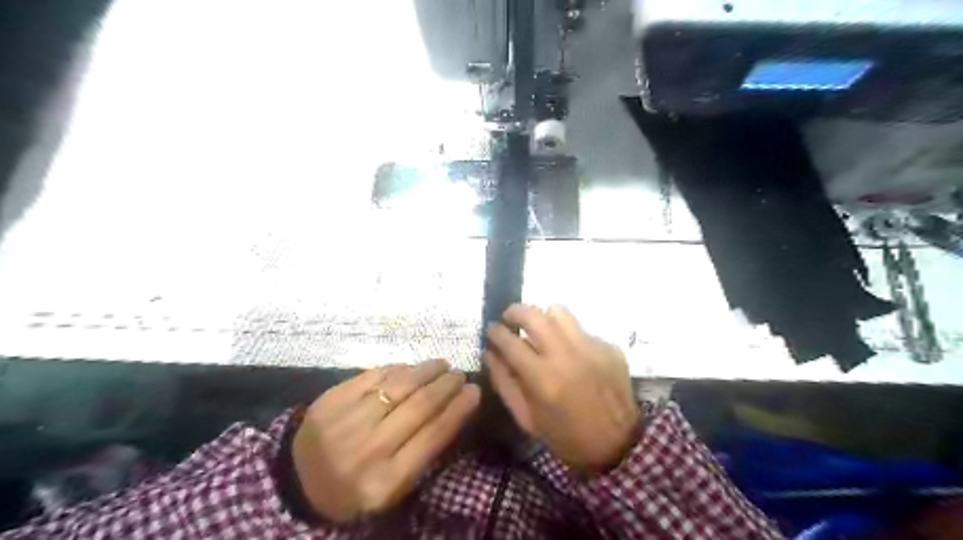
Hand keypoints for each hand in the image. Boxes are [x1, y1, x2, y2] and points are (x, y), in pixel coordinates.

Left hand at [288, 359, 477, 522]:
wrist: (298, 482)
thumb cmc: (356, 487)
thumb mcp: (394, 487)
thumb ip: (423, 451)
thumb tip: (454, 407)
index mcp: (386, 480)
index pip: (433, 435)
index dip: (459, 409)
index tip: (475, 391)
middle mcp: (367, 449)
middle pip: (419, 406)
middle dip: (446, 385)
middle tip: (460, 374)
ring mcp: (346, 422)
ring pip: (398, 385)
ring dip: (426, 371)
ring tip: (441, 364)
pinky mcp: (330, 401)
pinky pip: (373, 376)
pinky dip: (397, 369)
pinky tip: (410, 368)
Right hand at [491, 306, 638, 473]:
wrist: (617, 445)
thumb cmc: (565, 436)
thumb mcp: (526, 418)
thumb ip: (504, 383)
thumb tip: (490, 353)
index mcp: (543, 379)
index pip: (510, 341)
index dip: (495, 332)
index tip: (492, 330)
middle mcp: (567, 356)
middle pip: (534, 315)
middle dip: (515, 311)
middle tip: (510, 318)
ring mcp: (591, 348)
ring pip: (560, 312)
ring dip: (544, 317)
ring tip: (541, 331)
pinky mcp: (609, 347)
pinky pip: (581, 329)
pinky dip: (569, 336)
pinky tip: (571, 354)